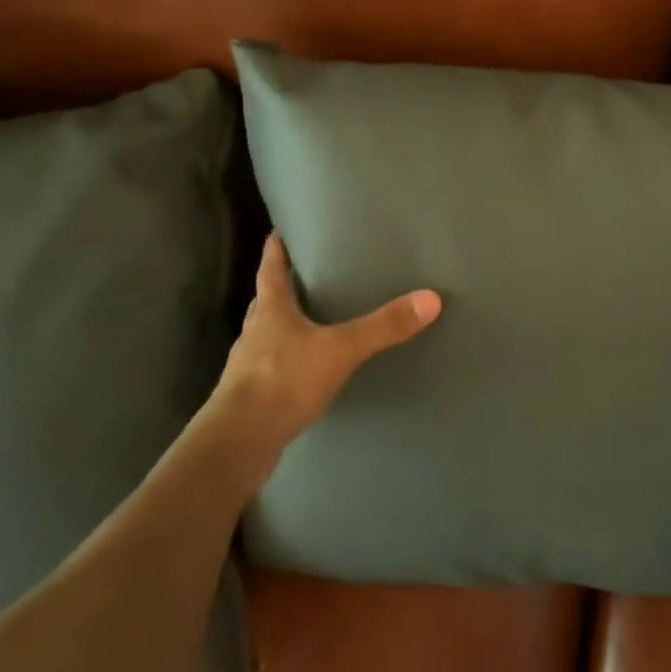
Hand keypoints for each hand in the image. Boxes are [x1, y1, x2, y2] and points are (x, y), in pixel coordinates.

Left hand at [214, 233, 440, 452]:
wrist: (240, 440)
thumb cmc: (284, 380)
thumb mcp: (341, 349)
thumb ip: (383, 327)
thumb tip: (431, 299)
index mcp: (271, 309)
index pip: (270, 268)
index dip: (275, 248)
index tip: (279, 230)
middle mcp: (255, 331)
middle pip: (267, 300)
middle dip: (283, 287)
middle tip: (306, 275)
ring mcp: (249, 365)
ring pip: (267, 334)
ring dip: (284, 326)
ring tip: (311, 322)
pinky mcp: (252, 396)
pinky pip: (272, 367)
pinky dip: (288, 361)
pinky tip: (306, 371)